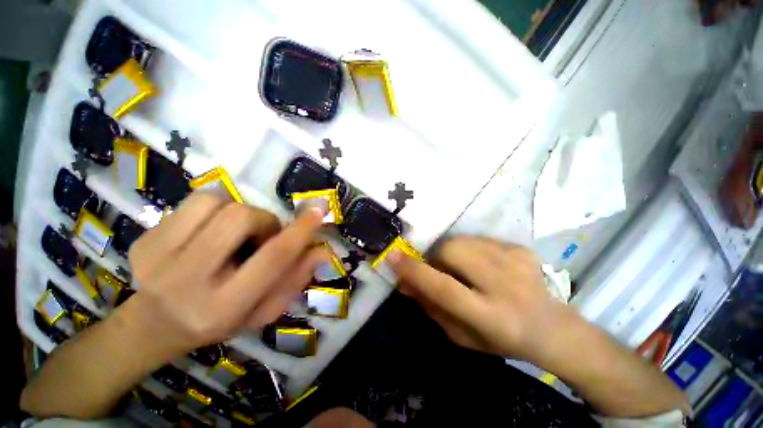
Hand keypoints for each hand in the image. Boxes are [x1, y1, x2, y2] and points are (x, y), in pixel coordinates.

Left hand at [124, 193, 328, 355]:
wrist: (154, 326)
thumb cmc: (220, 322)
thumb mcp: (265, 311)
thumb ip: (294, 280)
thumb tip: (322, 251)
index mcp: (225, 306)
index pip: (273, 258)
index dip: (300, 231)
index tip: (318, 210)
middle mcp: (187, 281)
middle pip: (240, 219)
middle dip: (264, 221)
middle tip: (263, 236)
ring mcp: (157, 256)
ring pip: (216, 202)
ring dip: (238, 212)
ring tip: (235, 233)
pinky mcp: (144, 238)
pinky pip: (195, 201)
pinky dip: (215, 208)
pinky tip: (210, 230)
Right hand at [391, 237, 572, 361]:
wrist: (555, 329)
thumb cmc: (503, 340)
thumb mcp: (462, 336)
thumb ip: (431, 307)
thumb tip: (404, 282)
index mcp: (492, 318)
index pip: (445, 289)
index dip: (415, 271)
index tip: (392, 255)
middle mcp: (506, 286)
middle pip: (453, 252)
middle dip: (436, 257)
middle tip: (439, 269)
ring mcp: (517, 261)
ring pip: (463, 241)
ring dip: (451, 253)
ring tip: (462, 269)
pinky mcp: (521, 249)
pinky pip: (478, 239)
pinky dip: (470, 250)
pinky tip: (484, 266)